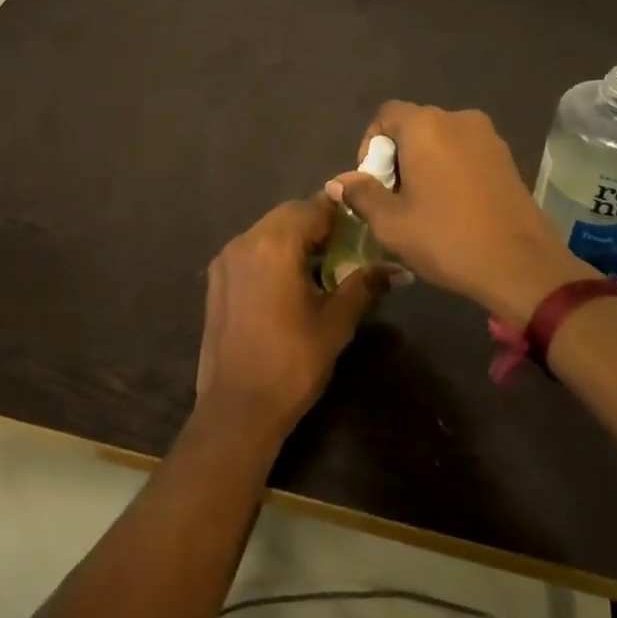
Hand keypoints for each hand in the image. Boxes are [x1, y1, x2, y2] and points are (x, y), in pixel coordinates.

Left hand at [194, 196, 387, 444]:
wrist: (237, 410)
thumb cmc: (292, 362)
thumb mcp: (336, 322)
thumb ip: (364, 286)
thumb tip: (400, 269)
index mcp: (274, 243)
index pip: (313, 207)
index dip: (341, 214)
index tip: (362, 228)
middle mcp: (245, 240)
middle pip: (288, 215)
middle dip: (317, 225)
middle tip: (345, 248)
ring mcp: (226, 259)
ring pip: (267, 231)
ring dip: (294, 238)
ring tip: (320, 266)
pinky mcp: (216, 279)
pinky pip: (250, 250)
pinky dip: (272, 254)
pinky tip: (288, 282)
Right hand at [328, 102, 594, 323]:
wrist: (522, 267)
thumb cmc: (447, 239)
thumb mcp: (391, 223)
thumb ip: (361, 194)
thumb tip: (338, 181)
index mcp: (426, 125)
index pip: (385, 115)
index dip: (370, 145)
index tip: (372, 182)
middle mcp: (457, 119)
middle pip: (413, 126)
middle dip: (397, 157)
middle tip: (394, 198)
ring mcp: (488, 136)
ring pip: (441, 140)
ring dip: (425, 163)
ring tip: (423, 205)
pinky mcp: (507, 157)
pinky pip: (465, 152)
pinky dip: (451, 169)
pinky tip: (453, 207)